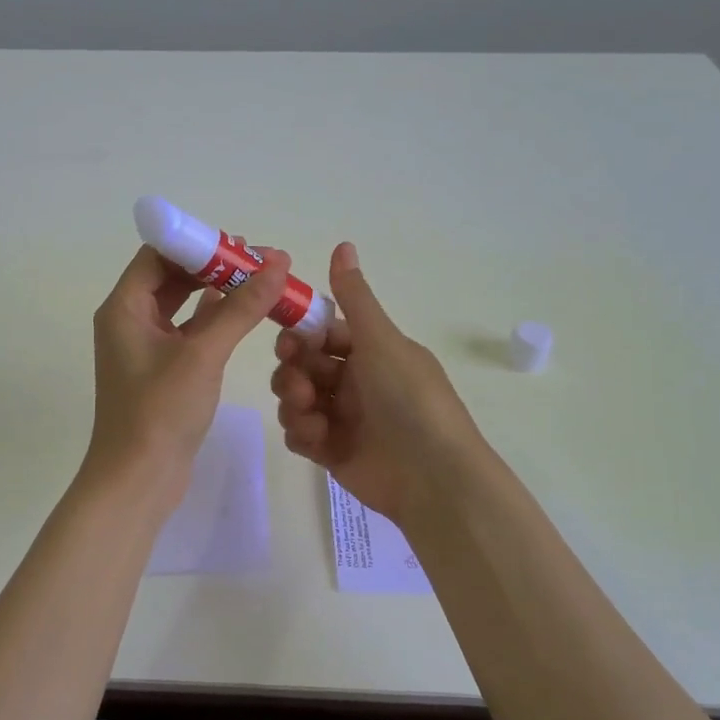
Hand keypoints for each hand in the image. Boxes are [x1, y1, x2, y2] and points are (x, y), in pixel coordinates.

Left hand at [85, 244, 294, 507]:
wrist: (138, 480)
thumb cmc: (161, 412)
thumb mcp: (203, 354)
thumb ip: (240, 307)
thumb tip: (276, 262)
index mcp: (124, 307)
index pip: (158, 254)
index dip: (197, 243)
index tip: (240, 243)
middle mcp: (128, 320)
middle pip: (170, 276)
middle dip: (213, 266)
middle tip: (259, 261)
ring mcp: (143, 347)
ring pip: (181, 305)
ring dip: (216, 293)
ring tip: (259, 282)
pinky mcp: (160, 370)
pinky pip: (187, 331)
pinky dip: (213, 320)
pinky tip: (243, 314)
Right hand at [270, 242, 486, 523]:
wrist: (432, 475)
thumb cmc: (409, 398)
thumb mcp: (382, 341)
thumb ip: (355, 297)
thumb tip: (343, 244)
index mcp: (372, 353)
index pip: (324, 335)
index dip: (302, 336)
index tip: (288, 342)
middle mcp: (356, 382)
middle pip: (304, 367)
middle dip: (293, 372)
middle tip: (299, 383)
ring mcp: (343, 419)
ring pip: (296, 399)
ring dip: (294, 402)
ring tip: (310, 414)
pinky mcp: (332, 452)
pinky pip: (300, 434)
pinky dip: (302, 433)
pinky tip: (316, 439)